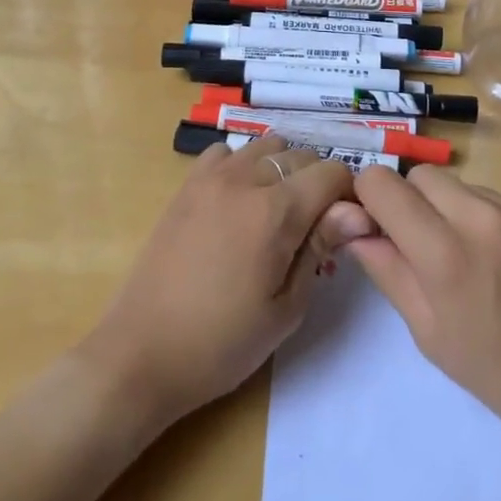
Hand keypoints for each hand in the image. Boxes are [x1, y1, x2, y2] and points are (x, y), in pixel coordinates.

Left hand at [80, 137, 374, 427]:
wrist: (142, 354)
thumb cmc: (222, 344)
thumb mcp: (286, 308)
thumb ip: (321, 247)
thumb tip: (358, 211)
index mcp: (275, 212)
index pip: (332, 172)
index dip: (348, 196)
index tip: (345, 227)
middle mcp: (244, 180)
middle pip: (302, 155)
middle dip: (319, 183)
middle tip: (313, 227)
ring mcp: (210, 178)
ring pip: (266, 146)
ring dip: (283, 169)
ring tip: (277, 211)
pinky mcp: (186, 186)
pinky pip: (226, 153)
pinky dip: (243, 165)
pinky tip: (238, 201)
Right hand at [346, 165, 500, 451]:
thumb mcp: (430, 334)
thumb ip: (388, 270)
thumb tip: (355, 228)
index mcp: (445, 253)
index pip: (382, 183)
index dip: (370, 200)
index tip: (378, 224)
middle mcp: (483, 216)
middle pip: (422, 175)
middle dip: (412, 201)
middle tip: (426, 245)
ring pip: (465, 186)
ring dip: (456, 211)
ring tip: (477, 260)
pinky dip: (495, 220)